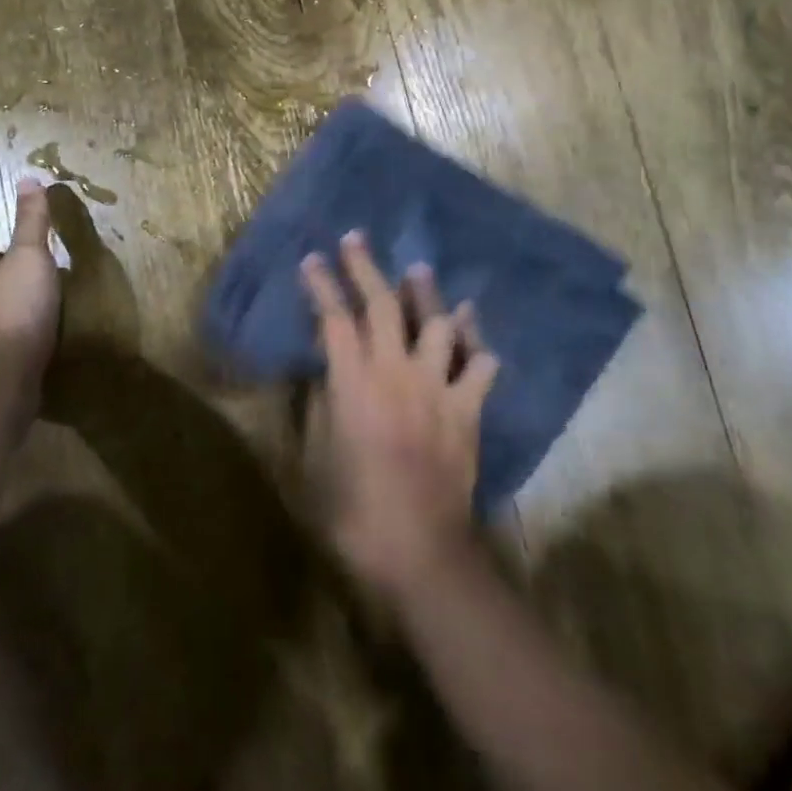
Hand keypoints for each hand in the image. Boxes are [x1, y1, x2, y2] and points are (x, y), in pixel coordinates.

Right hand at [300, 232, 498, 600]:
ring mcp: (437, 388)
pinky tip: (470, 323)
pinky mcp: (467, 410)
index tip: (312, 259)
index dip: (321, 286)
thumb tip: (322, 372)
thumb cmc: (352, 511)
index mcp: (353, 383)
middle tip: (356, 239)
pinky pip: (479, 364)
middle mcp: (396, 373)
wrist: (419, 551)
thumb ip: (317, 407)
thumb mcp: (313, 460)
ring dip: (424, 293)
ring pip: (435, 323)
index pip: (333, 319)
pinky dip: (474, 341)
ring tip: (418, 271)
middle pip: (381, 305)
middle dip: (365, 267)